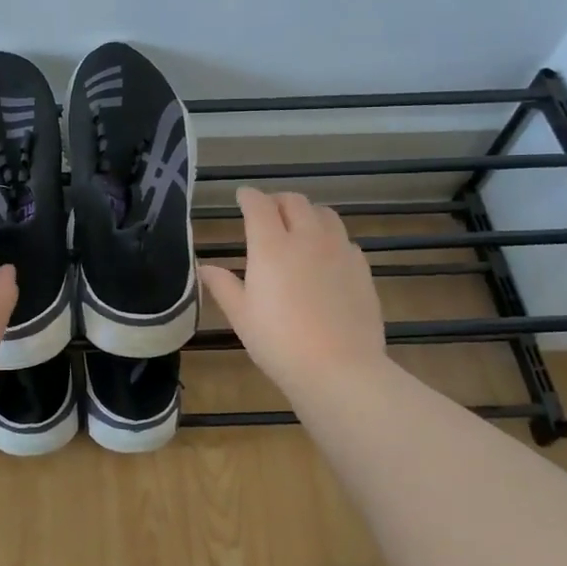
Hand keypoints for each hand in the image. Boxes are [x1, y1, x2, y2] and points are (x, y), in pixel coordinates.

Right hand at [198, 188, 386, 402]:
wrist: (339, 368)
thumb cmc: (279, 343)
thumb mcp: (241, 316)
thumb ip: (223, 286)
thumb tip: (205, 268)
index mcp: (271, 246)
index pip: (258, 205)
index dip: (248, 197)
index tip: (241, 197)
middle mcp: (307, 238)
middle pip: (294, 201)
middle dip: (277, 200)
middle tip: (268, 212)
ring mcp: (339, 251)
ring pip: (325, 214)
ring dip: (307, 213)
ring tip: (299, 228)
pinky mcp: (361, 268)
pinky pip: (345, 239)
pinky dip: (330, 237)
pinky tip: (325, 257)